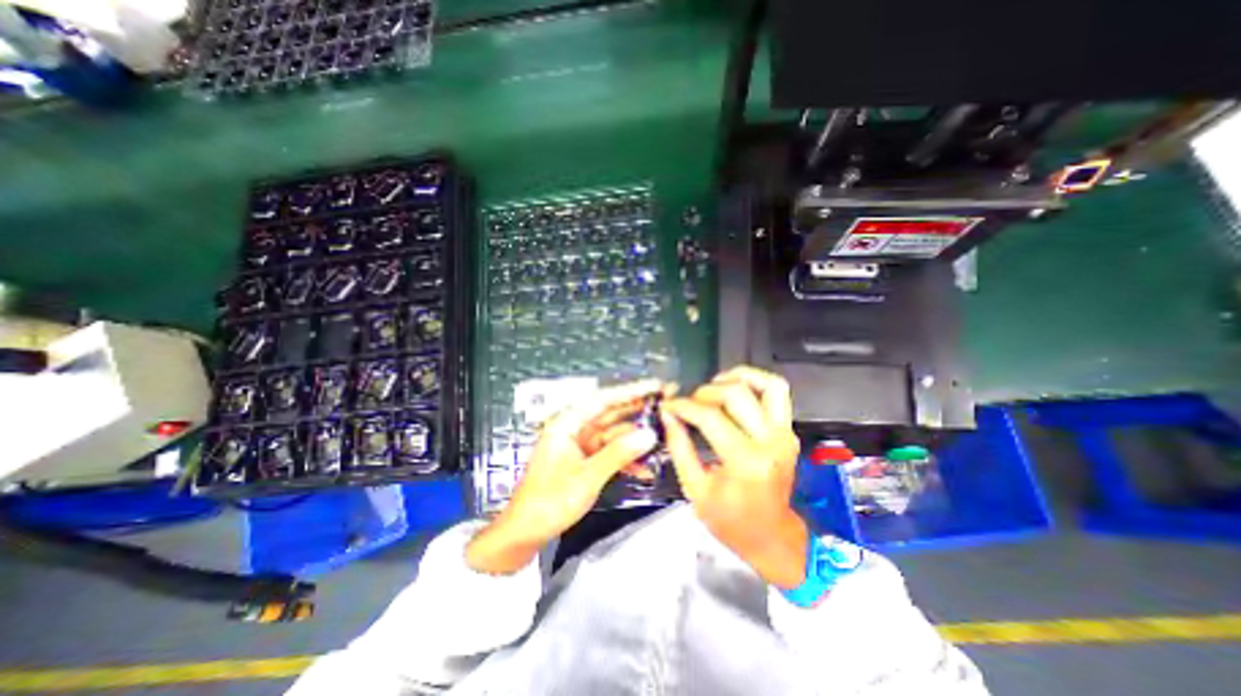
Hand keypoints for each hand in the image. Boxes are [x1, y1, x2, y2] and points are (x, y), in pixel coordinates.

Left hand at [464, 377, 664, 572]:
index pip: (604, 399)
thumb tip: (649, 434)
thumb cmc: (550, 501)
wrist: (525, 532)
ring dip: (636, 438)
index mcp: (568, 423)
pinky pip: (610, 451)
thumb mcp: (588, 477)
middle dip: (638, 409)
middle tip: (667, 403)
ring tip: (664, 437)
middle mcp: (575, 428)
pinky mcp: (585, 459)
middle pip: (611, 412)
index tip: (655, 386)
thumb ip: (619, 454)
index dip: (631, 391)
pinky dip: (626, 458)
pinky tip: (645, 469)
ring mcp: (581, 444)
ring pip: (614, 433)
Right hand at [663, 368, 810, 588]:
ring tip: (714, 385)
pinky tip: (734, 387)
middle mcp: (771, 442)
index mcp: (746, 462)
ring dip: (737, 377)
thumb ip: (679, 447)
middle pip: (736, 394)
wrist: (771, 536)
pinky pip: (777, 393)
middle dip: (704, 392)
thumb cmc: (731, 520)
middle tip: (689, 403)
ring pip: (767, 384)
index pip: (710, 416)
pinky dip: (755, 382)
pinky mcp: (789, 431)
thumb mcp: (695, 489)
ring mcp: (784, 434)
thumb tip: (668, 415)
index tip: (668, 405)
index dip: (683, 406)